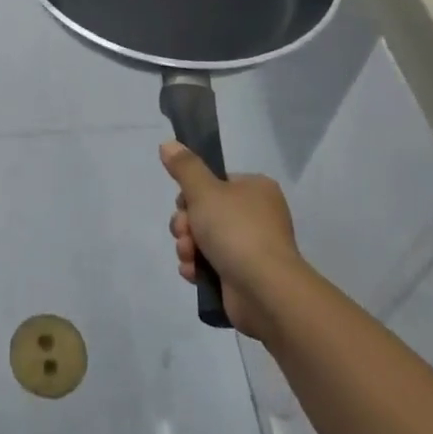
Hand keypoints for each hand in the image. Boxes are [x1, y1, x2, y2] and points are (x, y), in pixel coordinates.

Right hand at [161, 142, 301, 338]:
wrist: (264, 290)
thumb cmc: (236, 230)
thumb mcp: (204, 191)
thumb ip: (184, 167)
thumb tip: (168, 144)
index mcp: (255, 189)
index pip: (214, 183)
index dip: (191, 194)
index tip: (184, 205)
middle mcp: (256, 215)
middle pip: (204, 211)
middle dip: (186, 224)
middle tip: (185, 233)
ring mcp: (251, 247)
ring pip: (203, 238)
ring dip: (188, 246)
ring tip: (189, 256)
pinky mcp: (242, 275)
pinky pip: (210, 264)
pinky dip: (198, 267)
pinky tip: (193, 273)